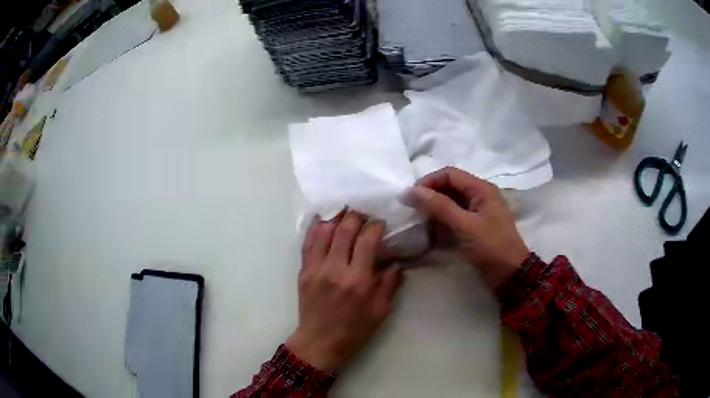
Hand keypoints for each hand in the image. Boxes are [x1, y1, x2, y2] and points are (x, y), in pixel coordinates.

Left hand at [286, 212, 403, 372]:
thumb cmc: (354, 330)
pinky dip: (314, 228)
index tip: (380, 224)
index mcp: (358, 280)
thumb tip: (396, 262)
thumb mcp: (380, 311)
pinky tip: (321, 219)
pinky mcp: (303, 271)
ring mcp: (316, 268)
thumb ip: (390, 284)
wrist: (320, 342)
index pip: (367, 240)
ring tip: (344, 212)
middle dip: (356, 216)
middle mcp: (335, 269)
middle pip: (344, 230)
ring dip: (335, 217)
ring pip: (323, 231)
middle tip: (363, 213)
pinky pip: (307, 243)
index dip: (375, 226)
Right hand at [406, 167, 529, 290]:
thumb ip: (440, 206)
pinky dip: (441, 222)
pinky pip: (454, 217)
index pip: (450, 174)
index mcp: (481, 189)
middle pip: (449, 187)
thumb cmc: (491, 247)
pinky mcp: (474, 227)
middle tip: (412, 210)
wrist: (510, 274)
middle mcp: (479, 196)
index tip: (410, 197)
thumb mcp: (465, 226)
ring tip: (419, 222)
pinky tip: (431, 232)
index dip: (429, 182)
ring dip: (434, 210)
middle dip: (430, 196)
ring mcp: (477, 212)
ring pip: (450, 203)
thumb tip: (411, 190)